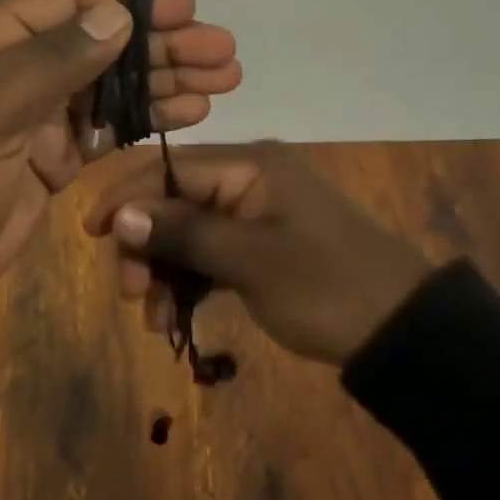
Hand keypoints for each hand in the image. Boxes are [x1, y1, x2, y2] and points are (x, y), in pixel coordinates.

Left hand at [0, 0, 240, 311]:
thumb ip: (53, 61)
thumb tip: (117, 14)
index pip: (63, 4)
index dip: (126, 2)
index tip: (185, 6)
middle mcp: (9, 67)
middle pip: (95, 43)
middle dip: (159, 45)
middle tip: (223, 49)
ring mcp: (31, 114)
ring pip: (108, 85)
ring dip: (163, 81)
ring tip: (224, 77)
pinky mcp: (48, 157)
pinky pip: (104, 128)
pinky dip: (145, 120)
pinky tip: (191, 112)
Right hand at [84, 142, 431, 364]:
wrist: (407, 334)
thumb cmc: (327, 287)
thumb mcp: (251, 260)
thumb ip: (183, 233)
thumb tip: (119, 214)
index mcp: (248, 165)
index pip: (169, 167)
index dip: (126, 196)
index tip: (92, 234)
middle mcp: (247, 178)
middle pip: (174, 200)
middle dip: (146, 244)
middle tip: (132, 294)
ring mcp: (256, 213)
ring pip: (189, 231)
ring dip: (165, 271)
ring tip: (155, 320)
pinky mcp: (263, 245)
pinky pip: (212, 254)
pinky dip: (191, 282)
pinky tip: (176, 319)